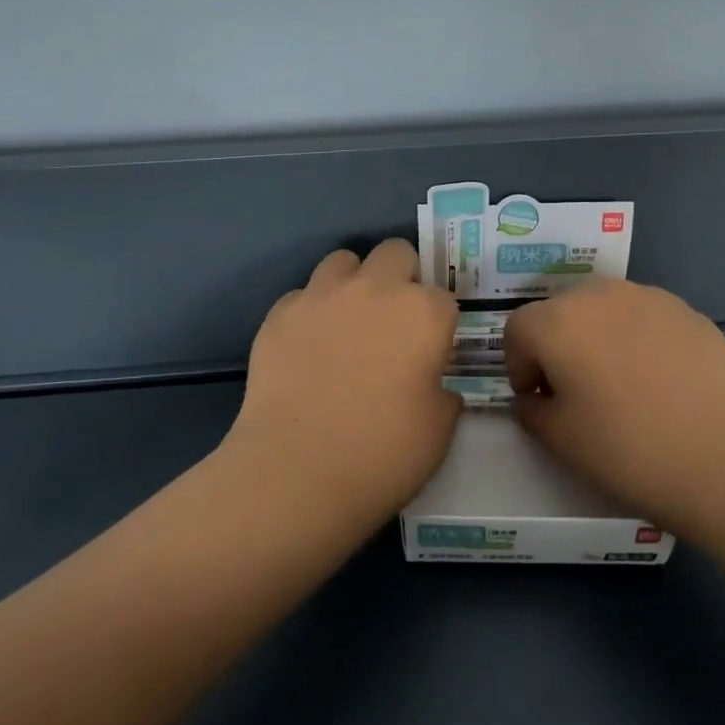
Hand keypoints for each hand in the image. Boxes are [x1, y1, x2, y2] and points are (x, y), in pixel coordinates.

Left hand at [220, 239, 462, 533]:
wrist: (296, 470)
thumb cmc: (382, 453)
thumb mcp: (439, 431)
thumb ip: (444, 394)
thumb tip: (434, 384)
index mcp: (423, 312)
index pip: (444, 298)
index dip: (438, 325)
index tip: (430, 352)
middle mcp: (375, 288)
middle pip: (396, 253)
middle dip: (400, 277)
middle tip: (393, 322)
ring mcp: (322, 295)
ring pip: (343, 261)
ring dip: (352, 283)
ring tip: (347, 324)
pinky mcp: (279, 313)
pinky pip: (302, 295)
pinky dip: (310, 313)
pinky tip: (307, 348)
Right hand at [505, 279, 724, 537]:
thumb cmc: (629, 450)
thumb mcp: (561, 441)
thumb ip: (531, 411)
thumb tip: (532, 397)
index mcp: (558, 322)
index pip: (518, 328)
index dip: (518, 363)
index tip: (536, 397)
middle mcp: (598, 295)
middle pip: (560, 310)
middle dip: (557, 344)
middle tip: (574, 390)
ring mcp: (648, 297)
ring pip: (604, 308)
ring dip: (597, 336)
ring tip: (619, 382)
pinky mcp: (687, 310)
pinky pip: (644, 317)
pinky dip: (637, 338)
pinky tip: (660, 380)